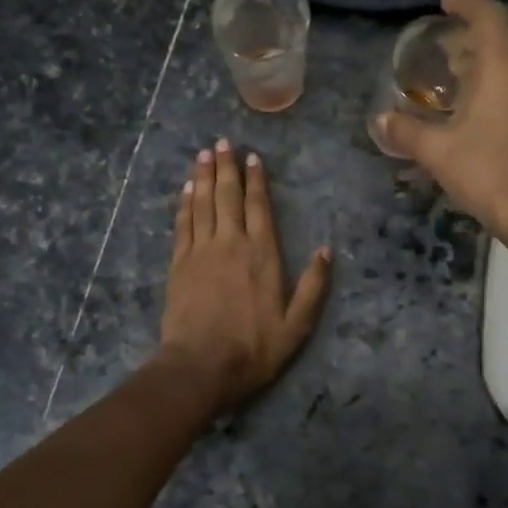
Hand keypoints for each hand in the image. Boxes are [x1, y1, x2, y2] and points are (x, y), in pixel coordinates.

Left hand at [155, 138, 331, 417]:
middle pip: (228, 196)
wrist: (200, 366)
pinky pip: (183, 224)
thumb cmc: (253, 348)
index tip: (252, 157)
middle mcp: (231, 243)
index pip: (259, 207)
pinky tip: (185, 189)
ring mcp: (201, 251)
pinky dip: (184, 203)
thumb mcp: (297, 325)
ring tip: (203, 154)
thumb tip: (327, 250)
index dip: (256, 180)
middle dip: (226, 167)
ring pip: (203, 204)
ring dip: (203, 177)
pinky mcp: (179, 264)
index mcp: (262, 254)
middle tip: (222, 141)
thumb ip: (313, 287)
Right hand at [378, 0, 507, 243]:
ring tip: (451, 70)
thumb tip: (380, 121)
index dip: (466, 4)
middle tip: (441, 42)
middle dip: (472, 31)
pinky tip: (471, 101)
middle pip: (503, 33)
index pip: (489, 16)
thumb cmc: (487, 171)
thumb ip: (406, 131)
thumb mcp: (437, 151)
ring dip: (484, 55)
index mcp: (505, 66)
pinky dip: (495, 76)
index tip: (443, 6)